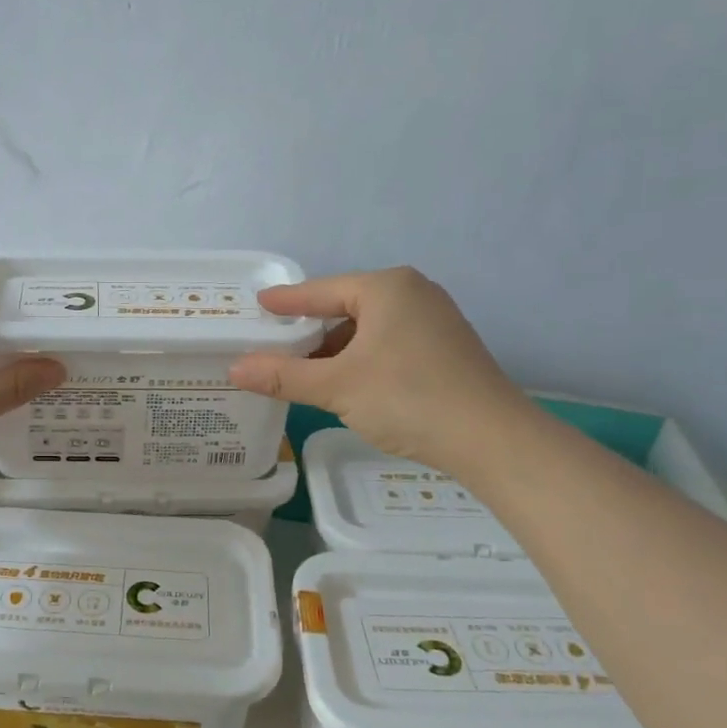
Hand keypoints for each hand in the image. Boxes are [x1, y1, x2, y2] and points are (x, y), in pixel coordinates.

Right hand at [228, 267, 529, 475]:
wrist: (491, 439)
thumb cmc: (408, 398)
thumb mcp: (337, 386)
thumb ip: (283, 375)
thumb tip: (235, 368)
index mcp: (387, 288)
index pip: (322, 290)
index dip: (286, 301)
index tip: (259, 303)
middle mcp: (413, 294)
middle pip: (345, 309)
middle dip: (311, 332)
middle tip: (275, 347)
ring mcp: (435, 321)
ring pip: (368, 330)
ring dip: (336, 351)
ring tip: (305, 373)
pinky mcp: (446, 349)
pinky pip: (389, 344)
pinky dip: (362, 360)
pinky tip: (348, 385)